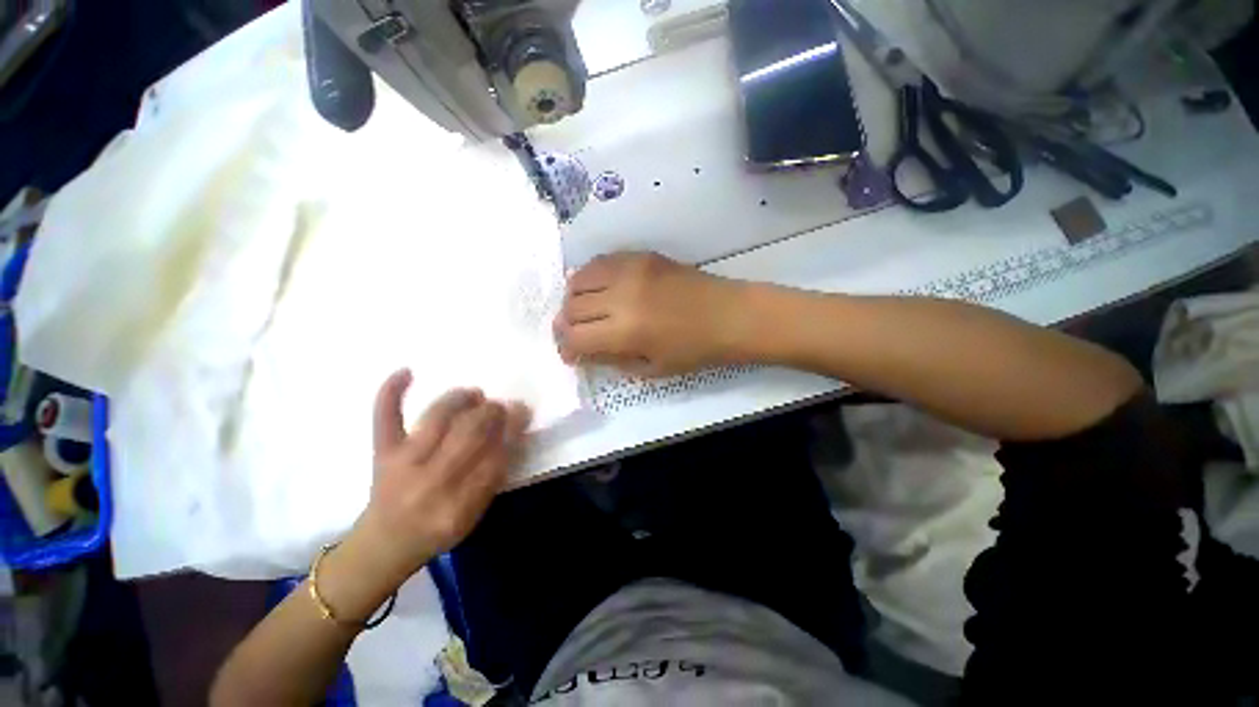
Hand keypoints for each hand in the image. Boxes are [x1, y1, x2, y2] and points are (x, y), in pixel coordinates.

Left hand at [352, 372, 530, 584]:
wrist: (384, 544)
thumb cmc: (438, 530)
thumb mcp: (474, 514)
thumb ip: (495, 475)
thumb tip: (513, 431)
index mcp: (458, 506)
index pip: (495, 457)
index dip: (512, 428)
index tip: (522, 410)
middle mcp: (430, 483)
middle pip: (468, 433)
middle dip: (491, 412)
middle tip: (499, 406)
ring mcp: (402, 464)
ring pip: (436, 418)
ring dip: (460, 399)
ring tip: (474, 394)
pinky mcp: (382, 453)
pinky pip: (384, 418)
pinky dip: (391, 393)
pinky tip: (406, 371)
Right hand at [554, 252, 746, 376]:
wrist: (729, 315)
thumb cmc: (694, 351)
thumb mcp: (651, 368)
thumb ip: (611, 359)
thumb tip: (584, 351)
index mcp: (626, 331)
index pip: (574, 336)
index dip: (566, 347)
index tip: (571, 354)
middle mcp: (621, 296)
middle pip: (571, 307)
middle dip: (566, 325)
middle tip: (575, 334)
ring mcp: (630, 270)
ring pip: (579, 279)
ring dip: (574, 299)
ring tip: (584, 311)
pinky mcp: (640, 255)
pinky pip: (600, 262)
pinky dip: (590, 278)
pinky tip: (600, 290)